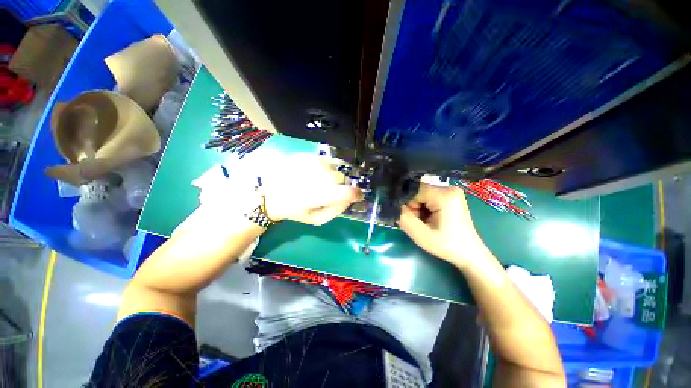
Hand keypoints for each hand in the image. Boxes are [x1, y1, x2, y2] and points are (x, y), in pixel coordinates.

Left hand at [260, 156, 361, 224]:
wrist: (271, 195)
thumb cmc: (296, 210)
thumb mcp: (317, 219)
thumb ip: (336, 210)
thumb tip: (350, 199)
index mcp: (317, 197)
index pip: (345, 192)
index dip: (356, 193)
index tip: (358, 195)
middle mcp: (315, 177)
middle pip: (341, 177)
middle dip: (340, 185)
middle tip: (331, 190)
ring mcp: (309, 164)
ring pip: (334, 166)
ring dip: (332, 175)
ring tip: (321, 181)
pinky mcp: (304, 156)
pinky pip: (325, 160)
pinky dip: (325, 167)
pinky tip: (315, 173)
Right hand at [398, 183, 488, 265]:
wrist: (469, 253)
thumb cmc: (447, 245)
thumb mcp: (421, 235)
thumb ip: (405, 219)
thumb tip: (396, 206)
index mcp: (445, 195)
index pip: (415, 191)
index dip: (410, 205)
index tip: (415, 219)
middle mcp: (449, 188)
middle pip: (419, 192)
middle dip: (415, 207)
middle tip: (421, 223)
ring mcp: (452, 191)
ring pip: (423, 195)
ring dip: (420, 208)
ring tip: (428, 222)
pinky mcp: (451, 196)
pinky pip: (430, 197)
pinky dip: (426, 208)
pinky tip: (432, 219)